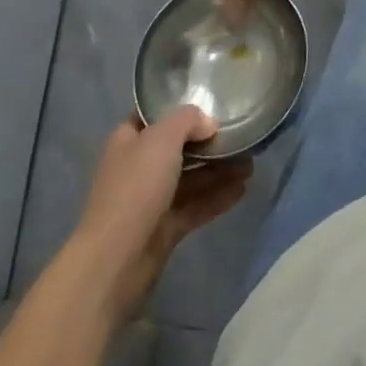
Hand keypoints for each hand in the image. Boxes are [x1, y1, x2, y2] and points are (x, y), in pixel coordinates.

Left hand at [73, 108, 251, 323]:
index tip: (212, 102)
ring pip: (190, 178)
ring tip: (251, 163)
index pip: (155, 116)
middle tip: (241, 134)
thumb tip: (208, 124)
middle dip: (208, 142)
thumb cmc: (135, 188)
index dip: (181, 108)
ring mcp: (151, 201)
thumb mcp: (162, 138)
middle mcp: (139, 167)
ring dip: (219, 170)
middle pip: (178, 148)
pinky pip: (195, 206)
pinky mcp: (164, 230)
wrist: (114, 262)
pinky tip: (243, 189)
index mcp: (129, 140)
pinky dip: (217, 197)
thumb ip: (188, 120)